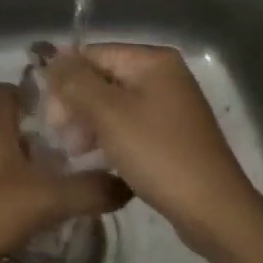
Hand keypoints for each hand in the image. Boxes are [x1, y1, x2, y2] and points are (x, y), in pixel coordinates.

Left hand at [0, 83, 129, 262]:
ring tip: (64, 182)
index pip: (11, 86)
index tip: (71, 112)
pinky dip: (13, 187)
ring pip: (3, 151)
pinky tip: (35, 210)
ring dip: (29, 163)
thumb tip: (127, 184)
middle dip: (43, 134)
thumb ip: (89, 190)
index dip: (39, 93)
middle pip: (11, 121)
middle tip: (77, 152)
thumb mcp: (44, 199)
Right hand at [45, 43, 261, 252]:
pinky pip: (129, 124)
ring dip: (89, 123)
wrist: (211, 208)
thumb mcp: (109, 114)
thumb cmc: (157, 153)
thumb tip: (50, 56)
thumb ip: (75, 81)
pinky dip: (109, 136)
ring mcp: (169, 105)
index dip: (65, 80)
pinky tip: (96, 158)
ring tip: (76, 152)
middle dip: (77, 104)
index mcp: (153, 61)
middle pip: (103, 78)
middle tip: (63, 138)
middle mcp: (163, 75)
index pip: (94, 55)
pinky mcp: (170, 133)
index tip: (50, 116)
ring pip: (113, 104)